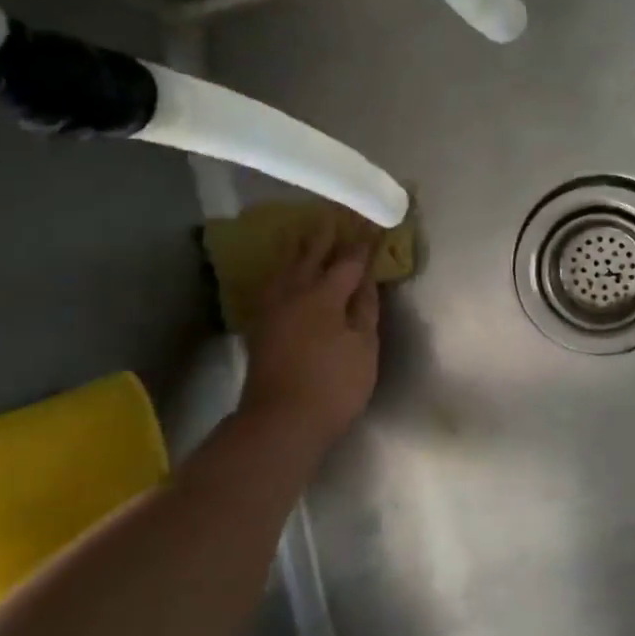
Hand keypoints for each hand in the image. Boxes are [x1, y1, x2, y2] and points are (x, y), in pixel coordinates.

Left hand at [239, 222, 381, 448]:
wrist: (281, 421)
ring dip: (299, 246)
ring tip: (306, 231)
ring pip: (286, 266)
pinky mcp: (261, 324)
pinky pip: (273, 282)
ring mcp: (273, 308)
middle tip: (336, 214)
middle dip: (326, 234)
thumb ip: (365, 309)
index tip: (373, 225)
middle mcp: (294, 292)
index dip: (363, 244)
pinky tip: (285, 271)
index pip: (348, 261)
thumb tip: (366, 279)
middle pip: (311, 254)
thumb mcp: (363, 348)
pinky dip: (283, 268)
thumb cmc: (333, 386)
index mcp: (324, 296)